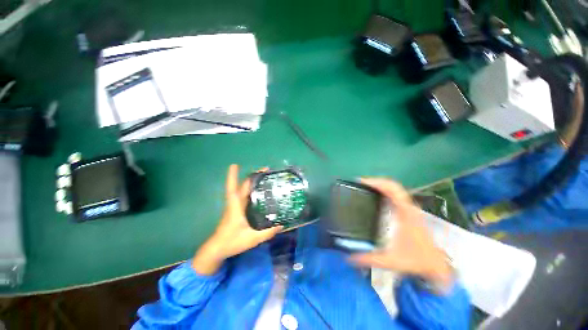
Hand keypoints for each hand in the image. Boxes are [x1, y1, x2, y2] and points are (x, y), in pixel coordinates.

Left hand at [192, 164, 281, 274]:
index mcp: (235, 207)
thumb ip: (267, 233)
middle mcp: (235, 204)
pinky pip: (244, 196)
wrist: (217, 249)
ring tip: (264, 178)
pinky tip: (259, 191)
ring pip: (243, 190)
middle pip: (242, 186)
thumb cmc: (232, 242)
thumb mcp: (252, 239)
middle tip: (265, 171)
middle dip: (252, 176)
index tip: (235, 165)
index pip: (233, 188)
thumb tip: (282, 225)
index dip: (232, 176)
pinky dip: (250, 190)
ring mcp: (235, 207)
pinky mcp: (236, 210)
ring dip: (251, 182)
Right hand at [349, 178, 452, 288]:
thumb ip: (369, 259)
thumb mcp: (392, 261)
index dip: (376, 182)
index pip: (392, 190)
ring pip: (395, 189)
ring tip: (365, 187)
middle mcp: (409, 207)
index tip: (362, 182)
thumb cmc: (417, 260)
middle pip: (393, 185)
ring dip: (380, 185)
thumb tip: (349, 257)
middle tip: (360, 183)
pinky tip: (376, 195)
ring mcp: (410, 209)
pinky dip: (385, 191)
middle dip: (376, 181)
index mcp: (406, 213)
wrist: (436, 266)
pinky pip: (396, 195)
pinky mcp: (408, 212)